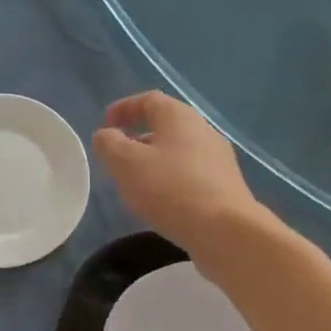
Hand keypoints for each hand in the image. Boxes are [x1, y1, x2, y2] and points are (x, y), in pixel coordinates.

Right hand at [91, 91, 261, 256]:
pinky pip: (190, 175)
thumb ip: (109, 144)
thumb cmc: (170, 189)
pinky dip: (170, 181)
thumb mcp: (126, 163)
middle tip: (116, 157)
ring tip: (134, 184)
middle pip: (165, 126)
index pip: (148, 100)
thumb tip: (106, 135)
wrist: (225, 231)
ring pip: (178, 152)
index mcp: (179, 116)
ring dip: (153, 162)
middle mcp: (203, 131)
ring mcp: (218, 160)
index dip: (124, 108)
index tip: (105, 124)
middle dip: (137, 138)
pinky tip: (160, 203)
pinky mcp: (225, 187)